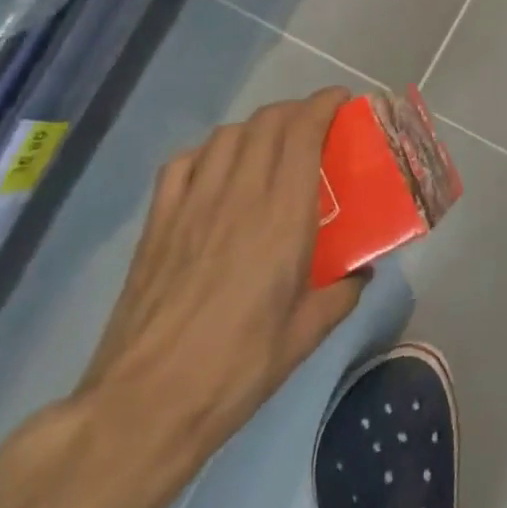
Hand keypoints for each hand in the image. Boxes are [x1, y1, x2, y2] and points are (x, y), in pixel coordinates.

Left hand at [77, 91, 364, 466]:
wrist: (145, 404)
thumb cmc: (238, 367)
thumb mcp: (307, 333)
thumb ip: (342, 292)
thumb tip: (360, 273)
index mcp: (282, 215)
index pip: (302, 131)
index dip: (323, 104)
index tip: (343, 103)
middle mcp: (238, 195)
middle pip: (266, 122)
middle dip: (296, 110)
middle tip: (316, 126)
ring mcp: (191, 205)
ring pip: (226, 135)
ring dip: (256, 128)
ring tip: (271, 146)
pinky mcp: (157, 224)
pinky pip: (183, 163)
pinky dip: (207, 152)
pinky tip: (216, 171)